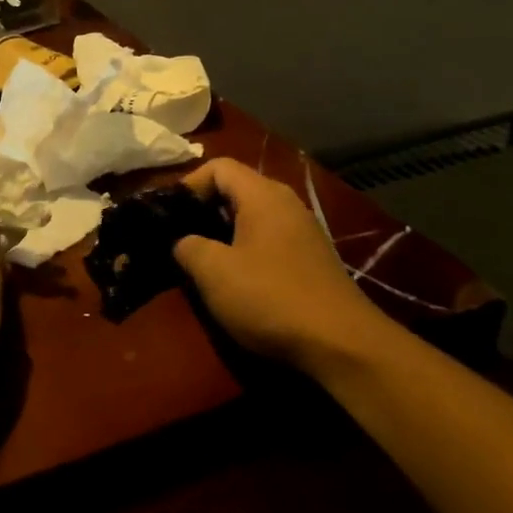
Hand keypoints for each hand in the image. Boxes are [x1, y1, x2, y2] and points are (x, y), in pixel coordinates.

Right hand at [173, 158, 384, 369]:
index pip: (218, 166)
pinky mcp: (312, 259)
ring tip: (203, 261)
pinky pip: (269, 239)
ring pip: (252, 217)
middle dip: (203, 210)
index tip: (169, 216)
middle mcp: (286, 203)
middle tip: (179, 238)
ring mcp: (304, 231)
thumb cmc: (270, 298)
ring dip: (224, 233)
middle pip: (236, 189)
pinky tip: (237, 281)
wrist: (343, 346)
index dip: (188, 185)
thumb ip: (188, 246)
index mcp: (263, 195)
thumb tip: (182, 241)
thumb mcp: (213, 272)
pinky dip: (246, 250)